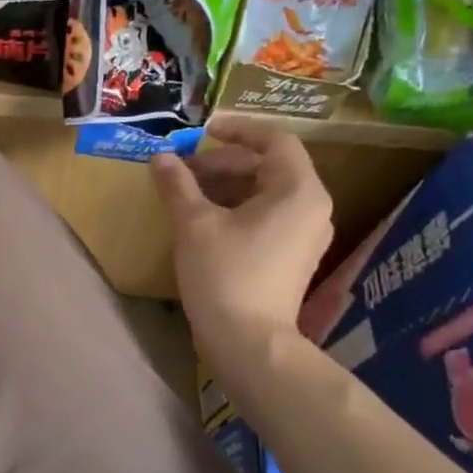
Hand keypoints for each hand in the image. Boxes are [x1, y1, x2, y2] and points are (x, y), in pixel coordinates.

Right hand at [152, 116, 332, 372]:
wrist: (248, 342)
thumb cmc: (224, 274)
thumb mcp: (194, 224)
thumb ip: (177, 184)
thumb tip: (160, 157)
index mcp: (298, 190)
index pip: (274, 140)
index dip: (237, 130)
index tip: (203, 131)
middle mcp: (312, 207)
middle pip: (269, 167)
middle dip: (223, 163)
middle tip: (184, 170)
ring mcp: (306, 235)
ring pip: (267, 193)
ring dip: (227, 186)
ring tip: (188, 194)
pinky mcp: (294, 257)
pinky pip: (268, 217)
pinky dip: (238, 209)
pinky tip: (205, 220)